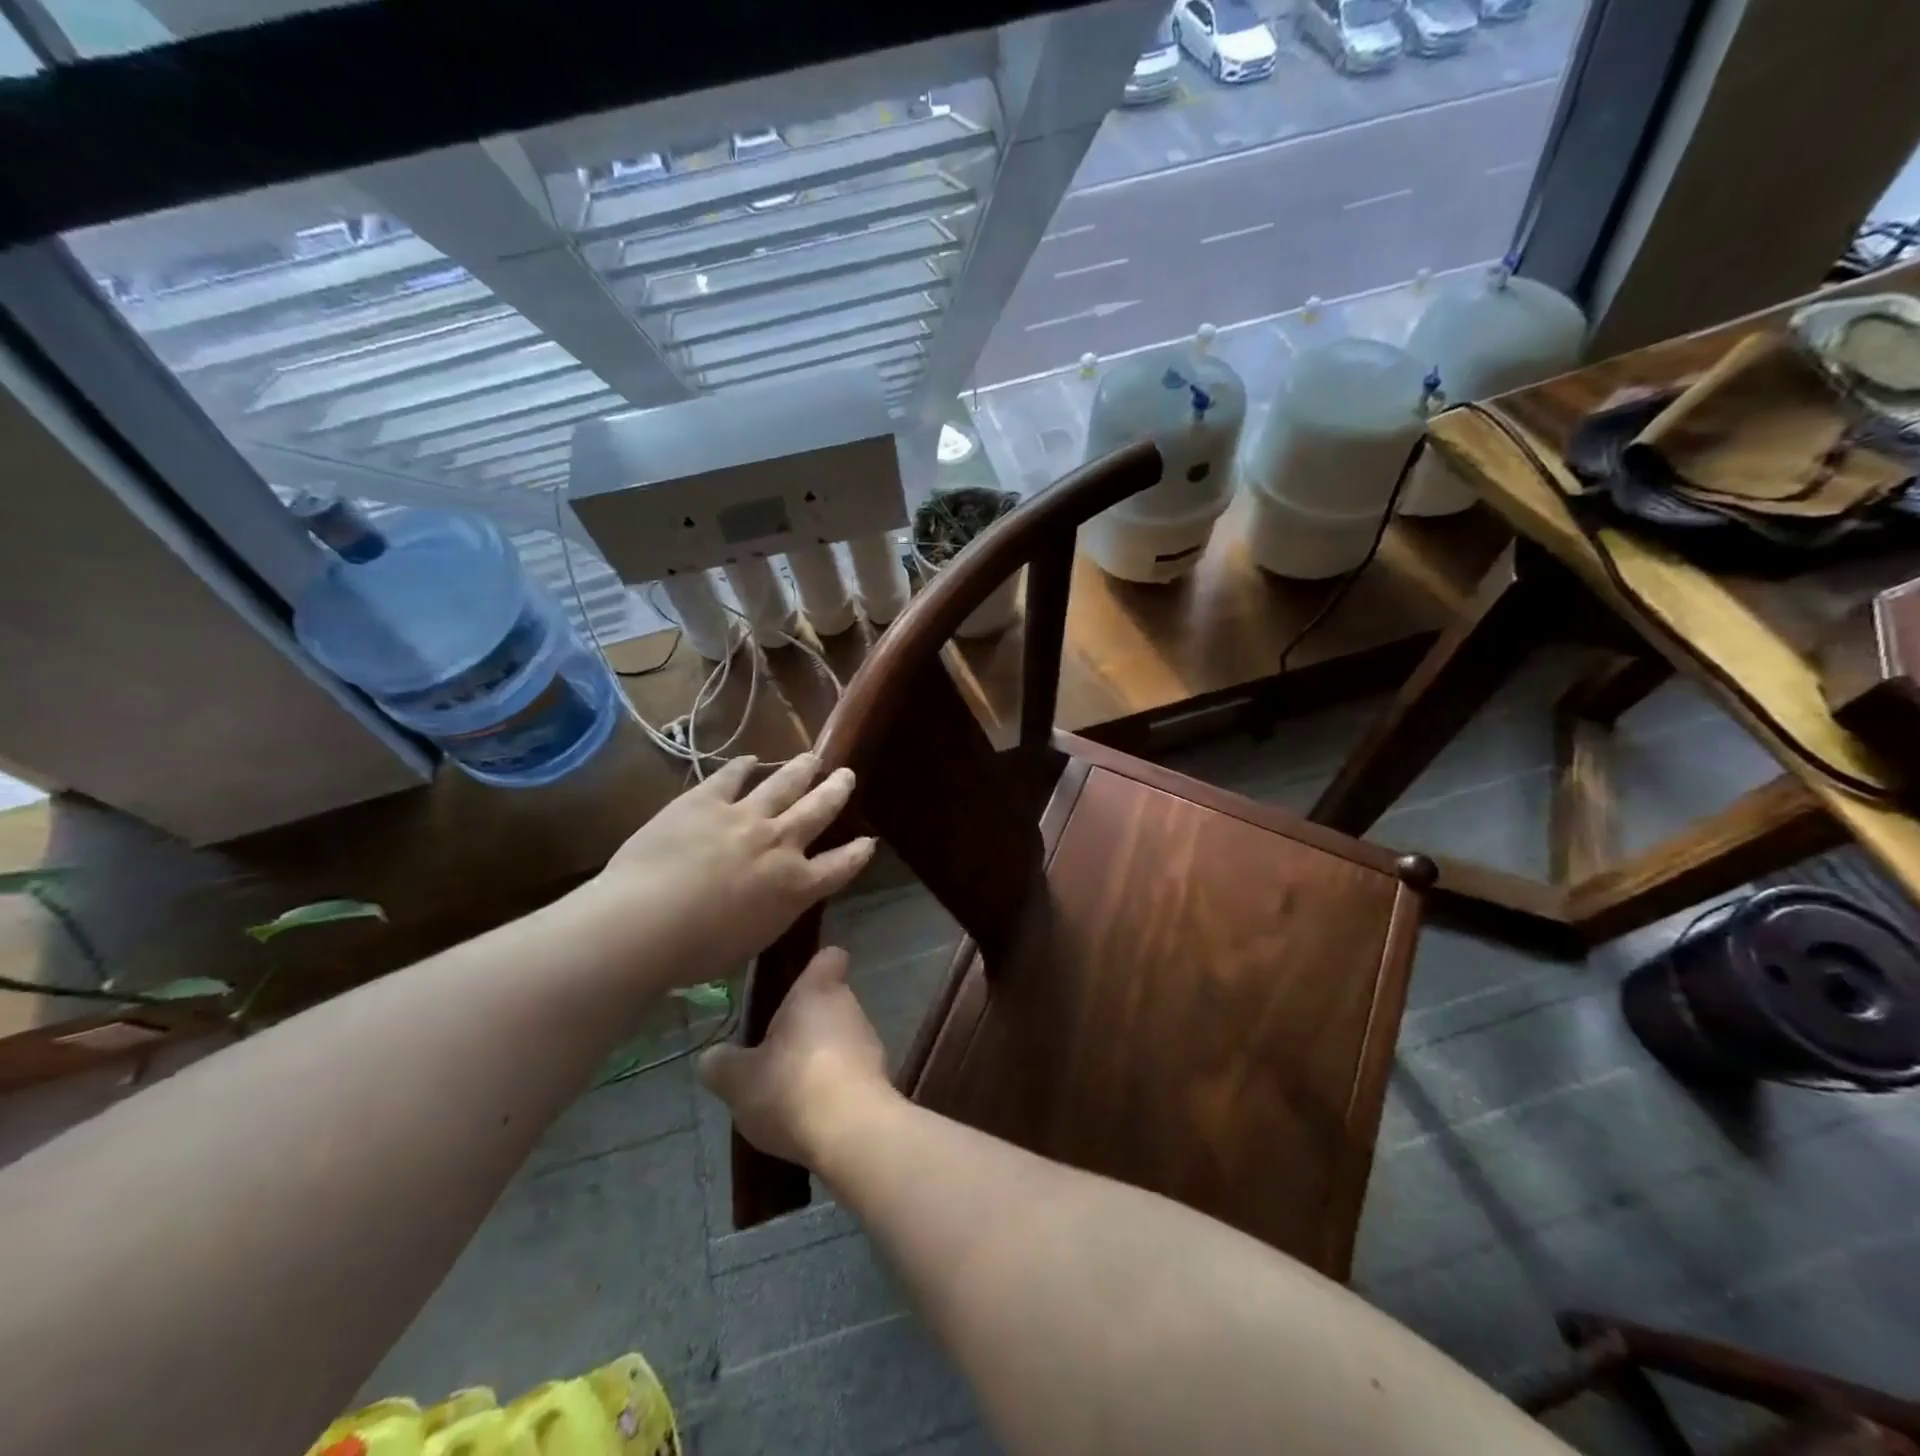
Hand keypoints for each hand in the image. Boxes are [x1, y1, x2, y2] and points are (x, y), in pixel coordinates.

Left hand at [585, 755, 875, 988]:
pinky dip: (743, 767)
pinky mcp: (706, 801)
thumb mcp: (752, 941)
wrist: (646, 922)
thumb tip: (775, 898)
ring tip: (812, 758)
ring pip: (784, 784)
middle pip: (818, 811)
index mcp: (795, 886)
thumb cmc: (697, 952)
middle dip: (836, 792)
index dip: (857, 853)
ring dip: (801, 770)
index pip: (840, 866)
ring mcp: (744, 817)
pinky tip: (750, 760)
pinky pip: (731, 777)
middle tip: (847, 775)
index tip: (868, 841)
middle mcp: (780, 844)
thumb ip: (772, 912)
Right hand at [698, 946, 896, 1166]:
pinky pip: (852, 1074)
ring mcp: (871, 1045)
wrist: (853, 1134)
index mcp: (818, 992)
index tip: (796, 984)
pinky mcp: (880, 1081)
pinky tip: (812, 1116)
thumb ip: (722, 1064)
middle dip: (806, 1024)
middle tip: (774, 1054)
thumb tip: (712, 1057)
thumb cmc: (793, 1088)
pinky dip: (835, 1087)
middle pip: (829, 1003)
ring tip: (790, 1092)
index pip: (829, 958)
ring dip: (820, 1058)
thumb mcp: (739, 1080)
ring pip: (842, 1040)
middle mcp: (850, 1008)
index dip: (815, 967)